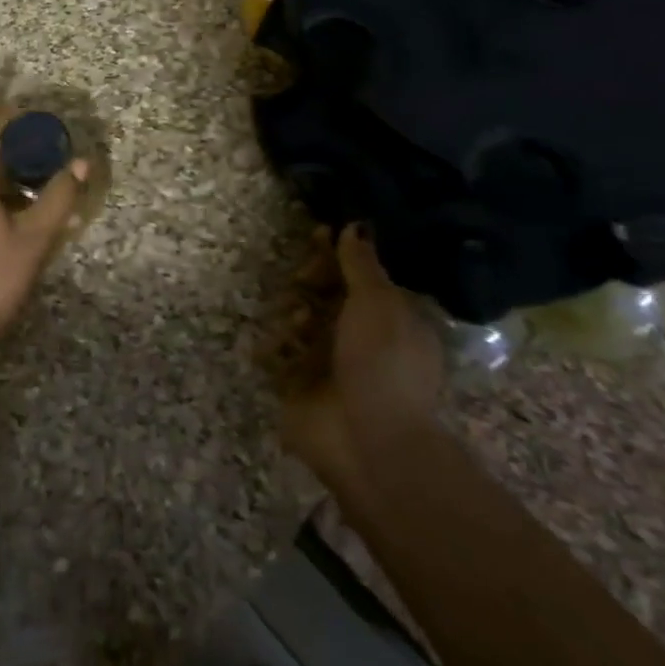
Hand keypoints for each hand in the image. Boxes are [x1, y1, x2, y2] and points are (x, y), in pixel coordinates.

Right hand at [282, 226, 445, 490]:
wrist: (369, 441)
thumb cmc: (383, 363)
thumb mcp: (378, 302)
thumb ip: (361, 263)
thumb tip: (356, 225)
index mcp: (389, 318)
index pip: (358, 274)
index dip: (337, 254)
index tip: (318, 234)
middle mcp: (358, 338)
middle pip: (324, 293)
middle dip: (311, 281)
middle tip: (304, 282)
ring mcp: (327, 363)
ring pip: (298, 319)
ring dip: (293, 314)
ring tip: (298, 327)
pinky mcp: (298, 385)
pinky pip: (277, 354)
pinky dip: (275, 348)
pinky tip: (279, 349)